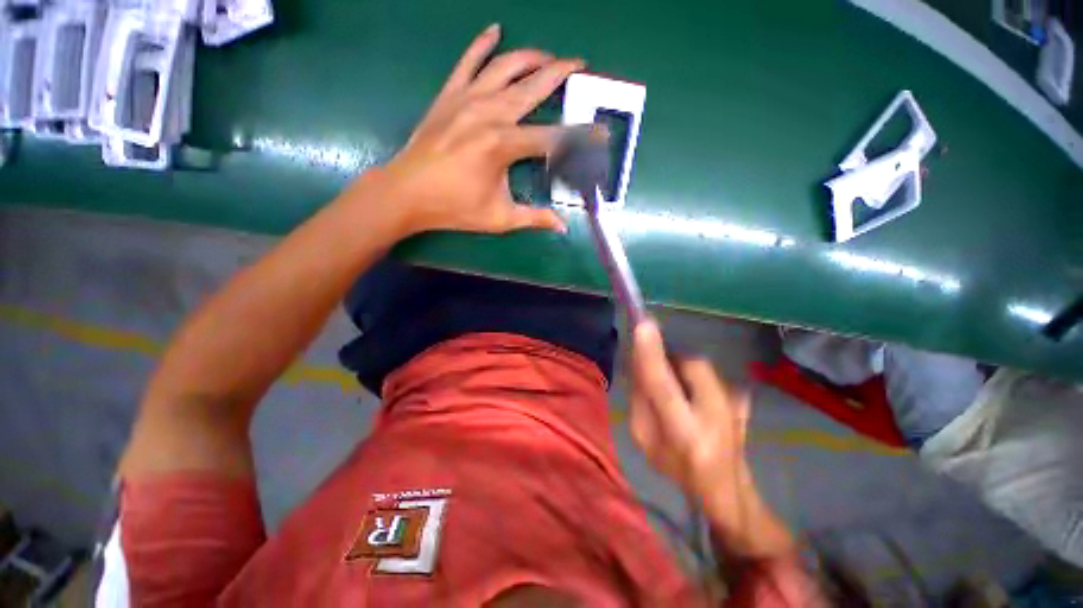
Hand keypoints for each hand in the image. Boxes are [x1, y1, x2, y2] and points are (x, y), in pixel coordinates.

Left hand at [369, 24, 582, 236]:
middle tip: (580, 64)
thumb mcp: (500, 218)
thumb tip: (563, 227)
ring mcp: (467, 99)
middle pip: (533, 87)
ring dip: (531, 57)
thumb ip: (534, 218)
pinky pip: (468, 61)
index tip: (597, 132)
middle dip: (560, 74)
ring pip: (505, 67)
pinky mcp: (449, 95)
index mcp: (504, 145)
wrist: (407, 193)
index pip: (552, 137)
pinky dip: (482, 43)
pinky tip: (494, 30)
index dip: (578, 136)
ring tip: (549, 56)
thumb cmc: (455, 208)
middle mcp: (490, 113)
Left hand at [629, 321, 793, 557]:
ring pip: (635, 383)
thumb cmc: (727, 446)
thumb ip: (700, 376)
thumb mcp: (726, 409)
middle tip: (645, 327)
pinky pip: (635, 392)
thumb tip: (675, 354)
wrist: (711, 488)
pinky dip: (642, 377)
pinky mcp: (632, 430)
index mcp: (684, 431)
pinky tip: (651, 371)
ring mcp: (637, 432)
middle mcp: (651, 433)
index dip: (650, 353)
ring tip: (650, 348)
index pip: (660, 385)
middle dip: (641, 351)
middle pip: (640, 380)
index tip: (643, 324)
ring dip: (641, 362)